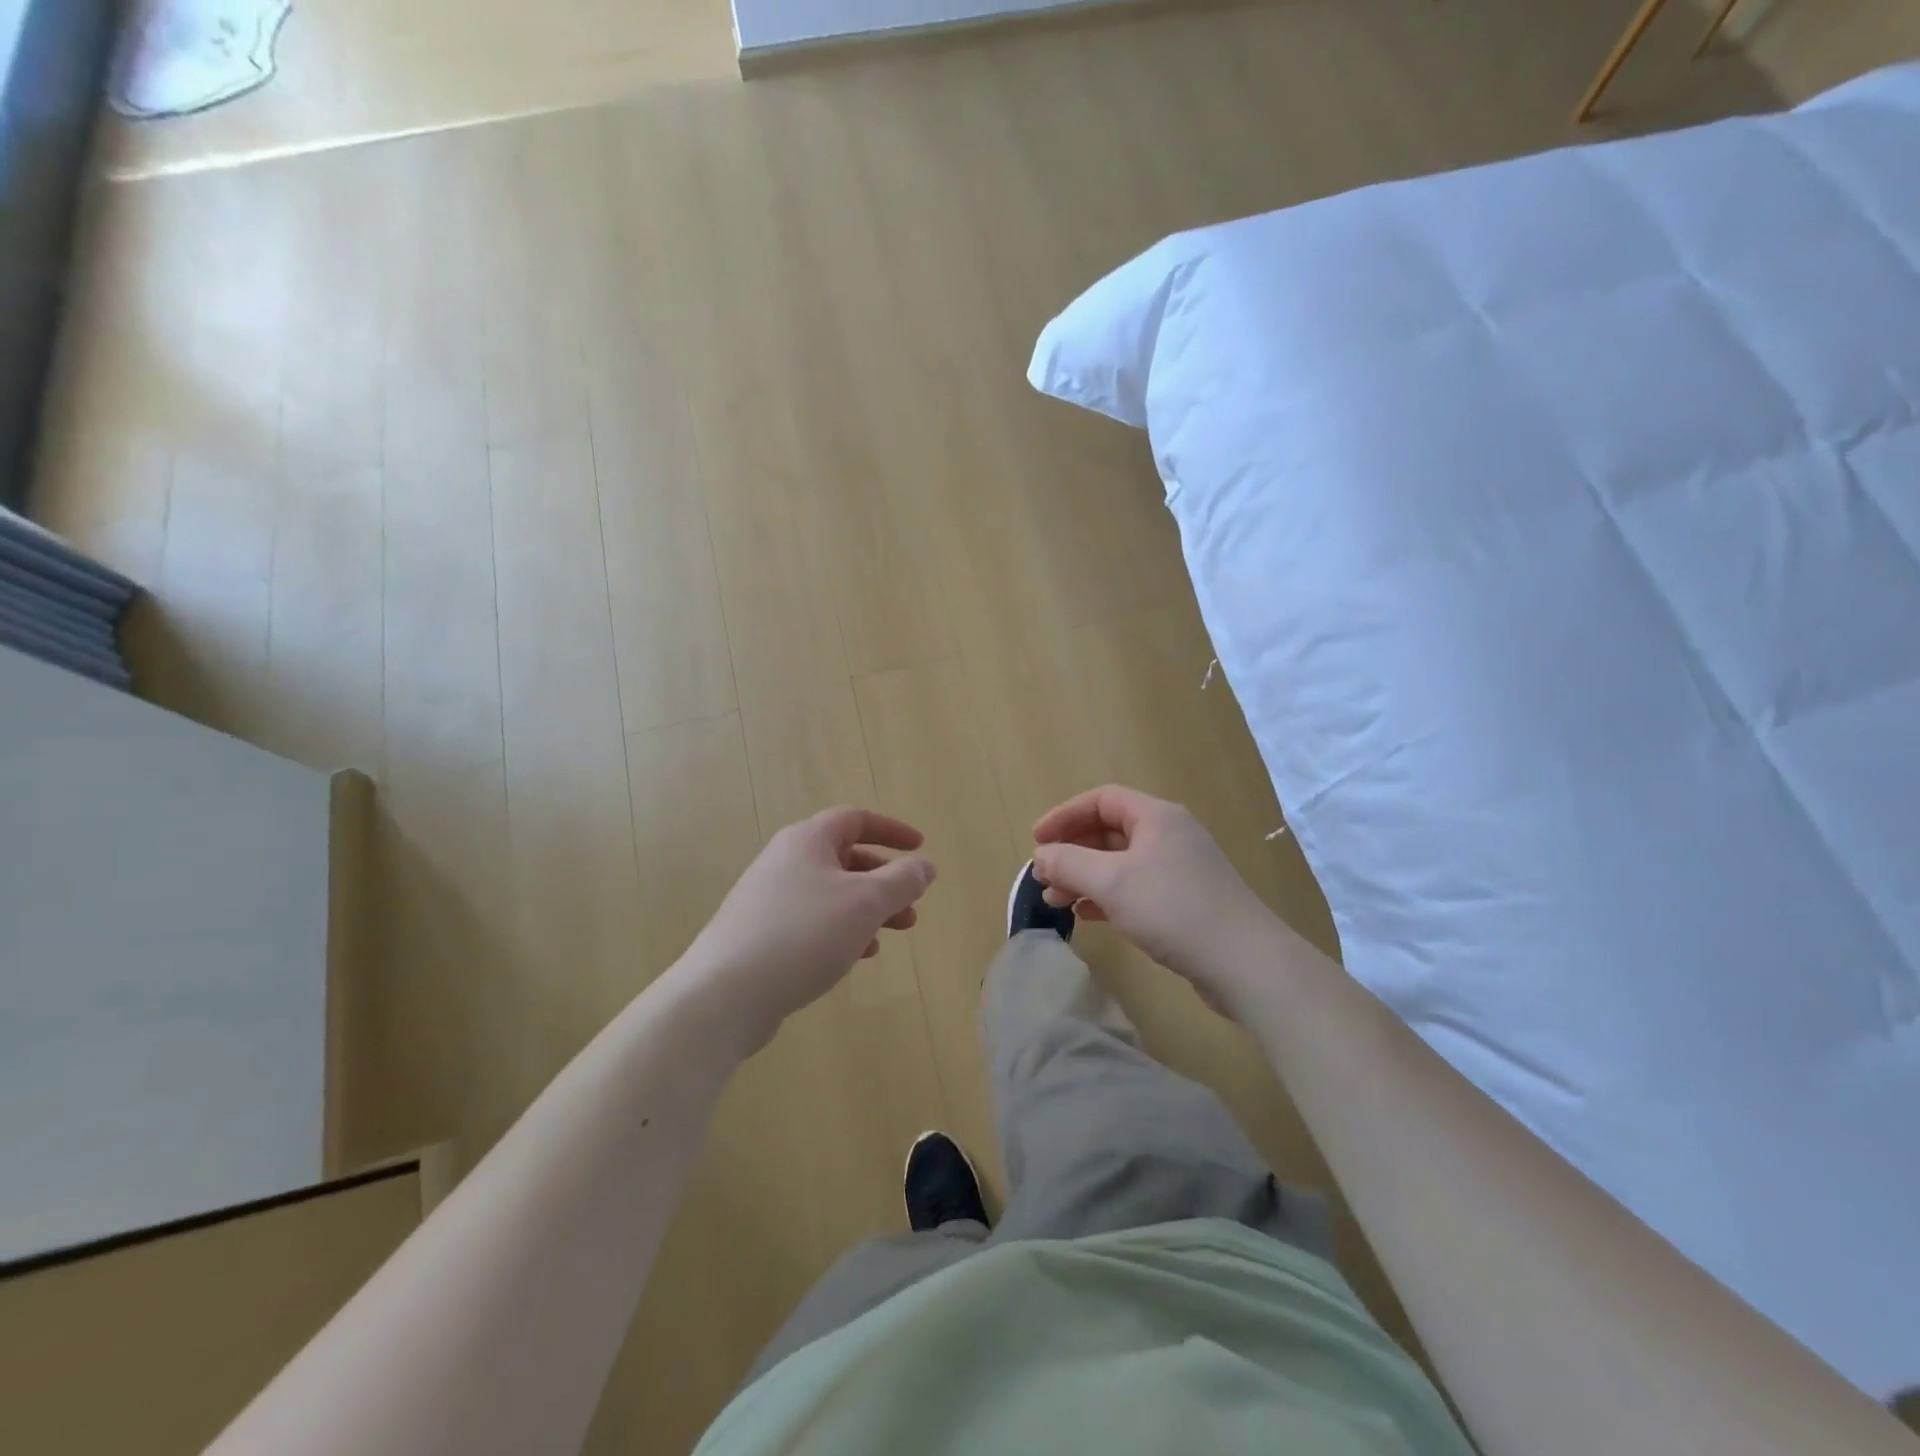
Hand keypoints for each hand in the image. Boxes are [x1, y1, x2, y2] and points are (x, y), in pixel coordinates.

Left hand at [680, 808, 935, 1051]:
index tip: (920, 848)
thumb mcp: (865, 903)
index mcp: (807, 841)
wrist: (725, 995)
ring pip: (830, 893)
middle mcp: (784, 861)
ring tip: (891, 935)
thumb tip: (925, 865)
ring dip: (866, 909)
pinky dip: (840, 930)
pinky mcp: (760, 934)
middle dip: (884, 880)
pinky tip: (856, 955)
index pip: (855, 819)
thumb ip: (902, 880)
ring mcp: (768, 899)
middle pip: (844, 858)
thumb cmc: (803, 935)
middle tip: (911, 906)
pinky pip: (811, 921)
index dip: (892, 830)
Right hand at [1032, 785, 1270, 1010]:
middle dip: (1072, 852)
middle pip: (1109, 831)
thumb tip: (1041, 855)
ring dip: (1085, 877)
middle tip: (1043, 877)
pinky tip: (1086, 915)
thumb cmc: (1173, 909)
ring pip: (1120, 863)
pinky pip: (1135, 888)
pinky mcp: (1184, 901)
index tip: (1036, 839)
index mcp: (1156, 817)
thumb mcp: (1112, 882)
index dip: (1065, 815)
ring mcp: (1179, 869)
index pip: (1101, 800)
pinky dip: (1106, 897)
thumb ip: (1070, 863)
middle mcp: (1169, 835)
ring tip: (1056, 901)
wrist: (1244, 962)